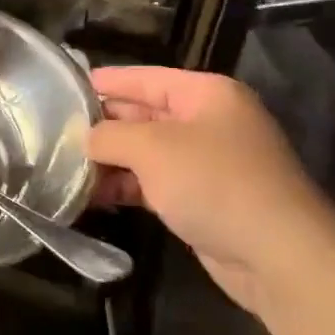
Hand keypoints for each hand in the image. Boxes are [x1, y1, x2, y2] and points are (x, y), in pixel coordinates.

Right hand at [88, 66, 334, 317]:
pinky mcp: (202, 199)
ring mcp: (207, 162)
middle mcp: (208, 122)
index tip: (65, 87)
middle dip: (103, 125)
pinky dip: (126, 187)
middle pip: (144, 114)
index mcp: (206, 94)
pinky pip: (154, 183)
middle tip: (56, 131)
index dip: (106, 82)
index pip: (145, 78)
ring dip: (110, 161)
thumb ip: (110, 135)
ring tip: (65, 167)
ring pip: (146, 152)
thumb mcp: (151, 148)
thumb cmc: (214, 182)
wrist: (278, 256)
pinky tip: (93, 196)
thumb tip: (86, 137)